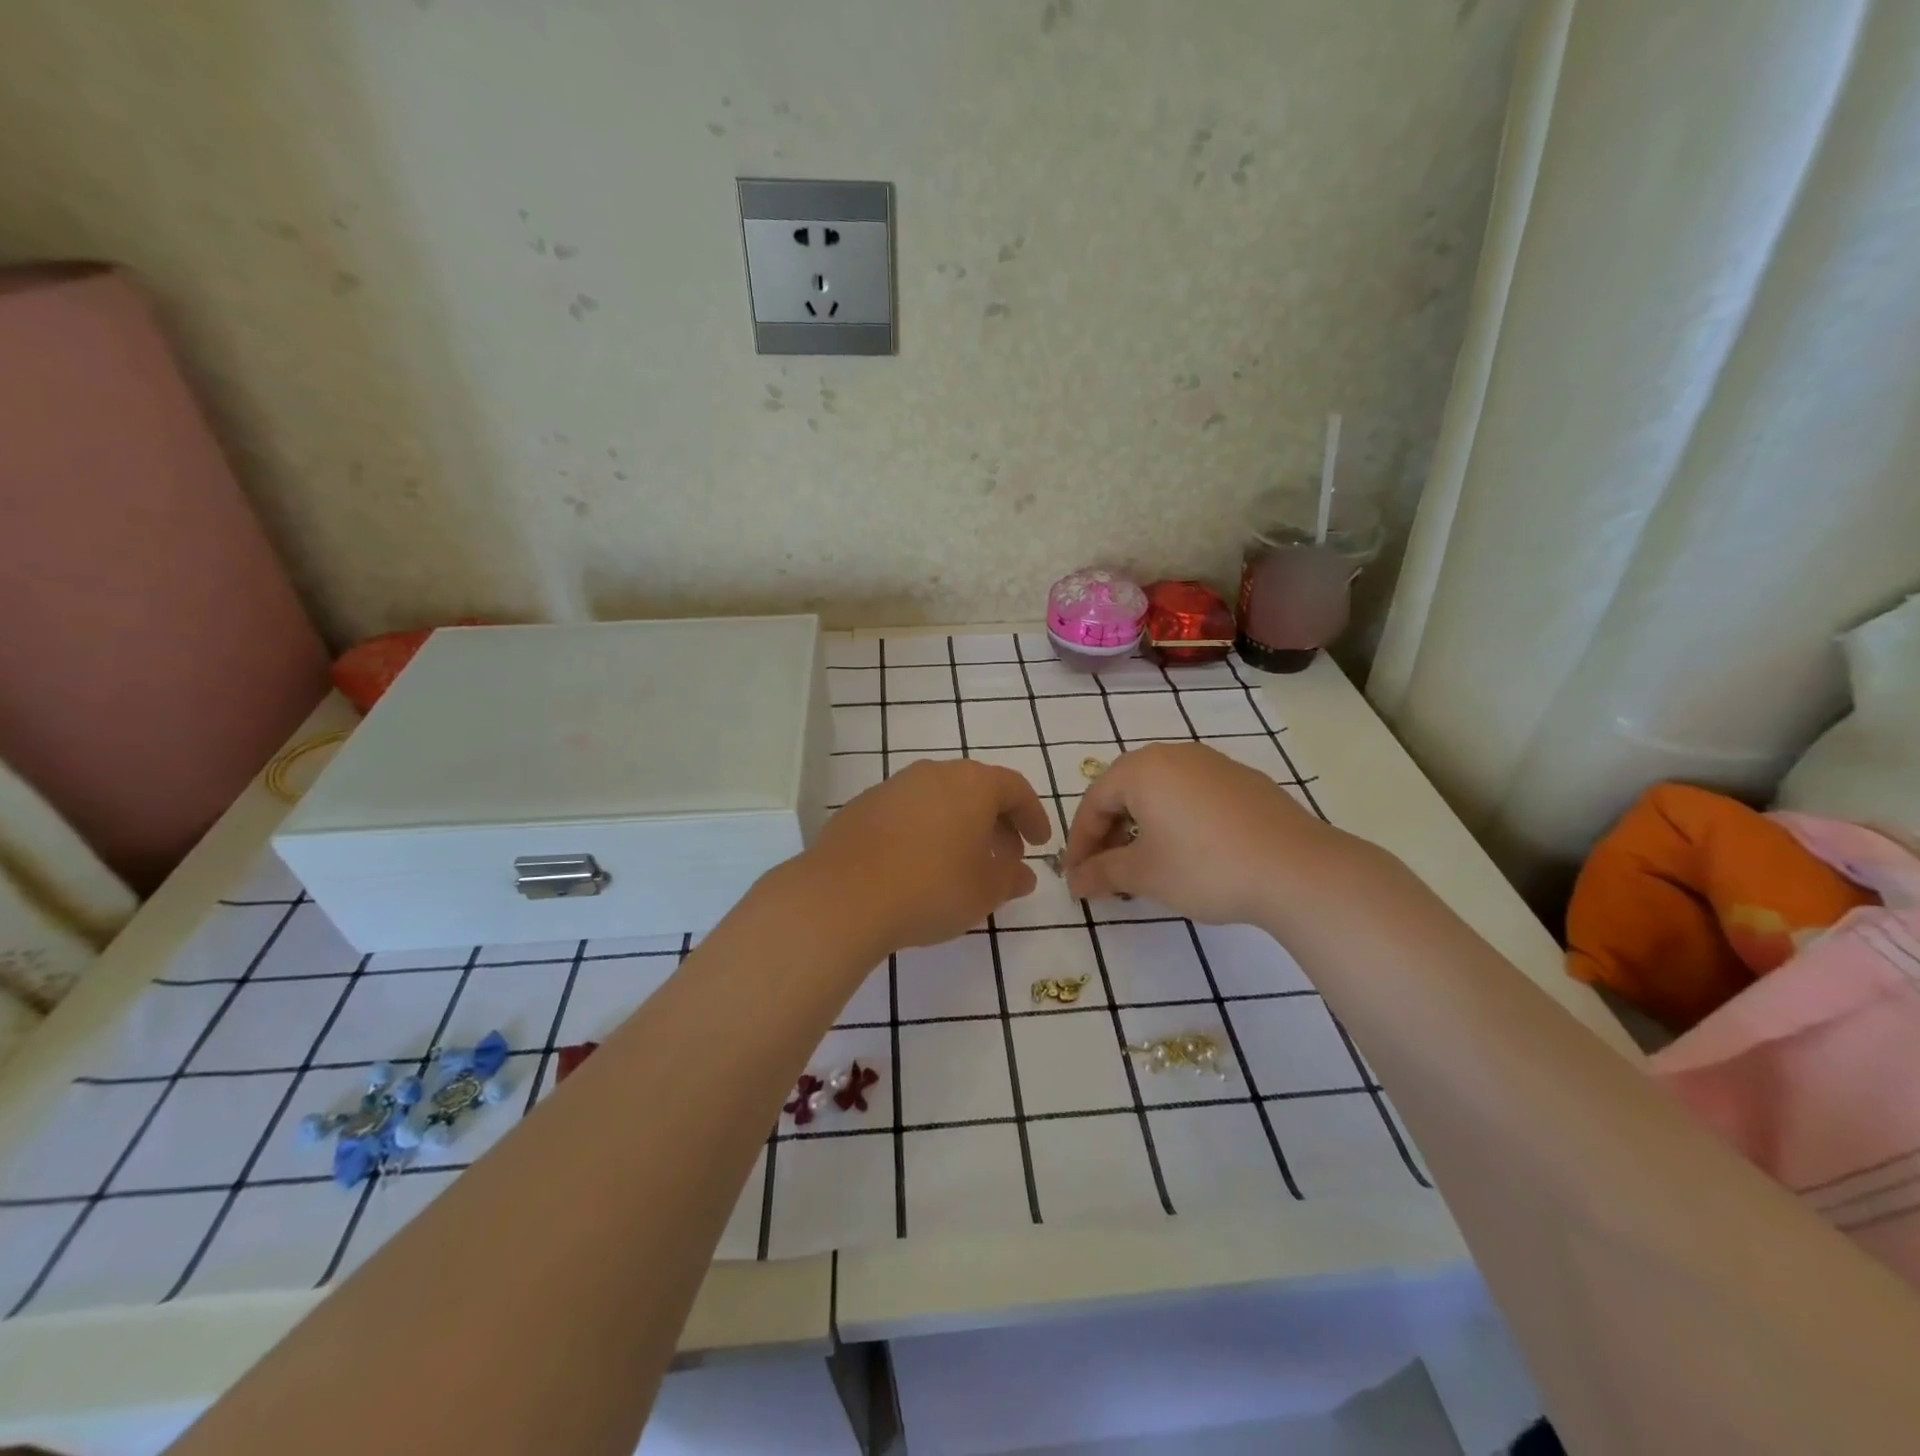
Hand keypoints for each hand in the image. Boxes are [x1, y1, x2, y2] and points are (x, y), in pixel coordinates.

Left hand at [804, 758, 1051, 952]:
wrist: (844, 895)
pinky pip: (907, 813)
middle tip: (1005, 857)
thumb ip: (1010, 878)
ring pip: (939, 799)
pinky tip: (919, 865)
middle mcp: (933, 774)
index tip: (1039, 844)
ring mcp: (893, 787)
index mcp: (972, 784)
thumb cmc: (931, 888)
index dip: (1032, 816)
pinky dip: (924, 831)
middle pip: (976, 790)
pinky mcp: (862, 806)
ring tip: (962, 863)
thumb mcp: (985, 891)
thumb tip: (1023, 874)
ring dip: (959, 826)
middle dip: (996, 822)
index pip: (1015, 788)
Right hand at [1064, 742, 1337, 925]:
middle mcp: (1174, 755)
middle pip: (1125, 791)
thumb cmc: (1205, 867)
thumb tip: (1075, 881)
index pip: (1094, 802)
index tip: (1077, 877)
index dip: (1080, 842)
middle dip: (1109, 832)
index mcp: (1142, 769)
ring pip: (1160, 791)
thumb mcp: (1145, 874)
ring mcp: (1213, 763)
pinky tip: (1187, 851)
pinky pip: (1192, 794)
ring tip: (1145, 863)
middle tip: (1106, 870)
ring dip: (1141, 825)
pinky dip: (1176, 819)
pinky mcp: (1243, 780)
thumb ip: (1102, 873)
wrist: (1296, 869)